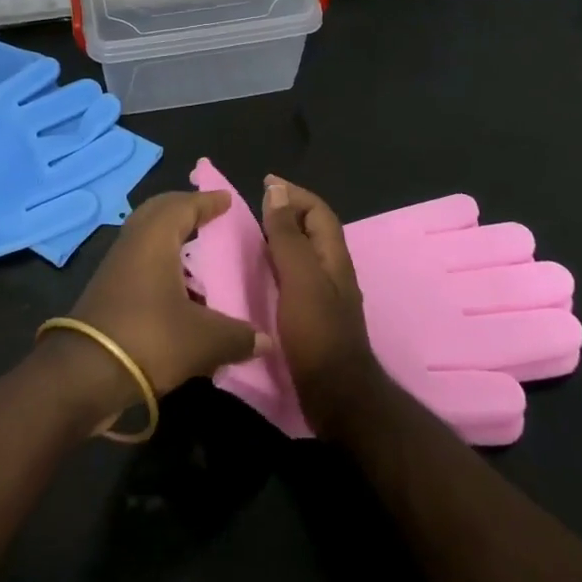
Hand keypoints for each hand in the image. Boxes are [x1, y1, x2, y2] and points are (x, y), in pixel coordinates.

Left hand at [43, 191, 270, 421]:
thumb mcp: (203, 340)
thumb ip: (237, 336)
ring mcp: (116, 265)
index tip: (226, 199)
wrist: (85, 373)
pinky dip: (160, 261)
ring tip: (198, 250)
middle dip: (184, 209)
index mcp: (155, 237)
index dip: (207, 201)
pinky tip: (178, 287)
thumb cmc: (149, 338)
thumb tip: (266, 340)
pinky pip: (139, 260)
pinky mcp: (108, 289)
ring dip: (170, 237)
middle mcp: (133, 242)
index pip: (184, 205)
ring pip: (146, 236)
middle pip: (159, 212)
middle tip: (209, 215)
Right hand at [259, 175, 384, 439]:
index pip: (317, 211)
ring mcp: (323, 296)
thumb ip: (288, 235)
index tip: (263, 184)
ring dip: (278, 239)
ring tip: (246, 237)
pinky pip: (292, 278)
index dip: (294, 194)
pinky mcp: (311, 318)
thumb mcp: (300, 277)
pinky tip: (254, 276)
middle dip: (284, 213)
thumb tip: (276, 189)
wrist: (335, 396)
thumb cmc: (317, 332)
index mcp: (333, 257)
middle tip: (250, 210)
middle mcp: (331, 271)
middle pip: (310, 231)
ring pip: (301, 255)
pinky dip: (274, 266)